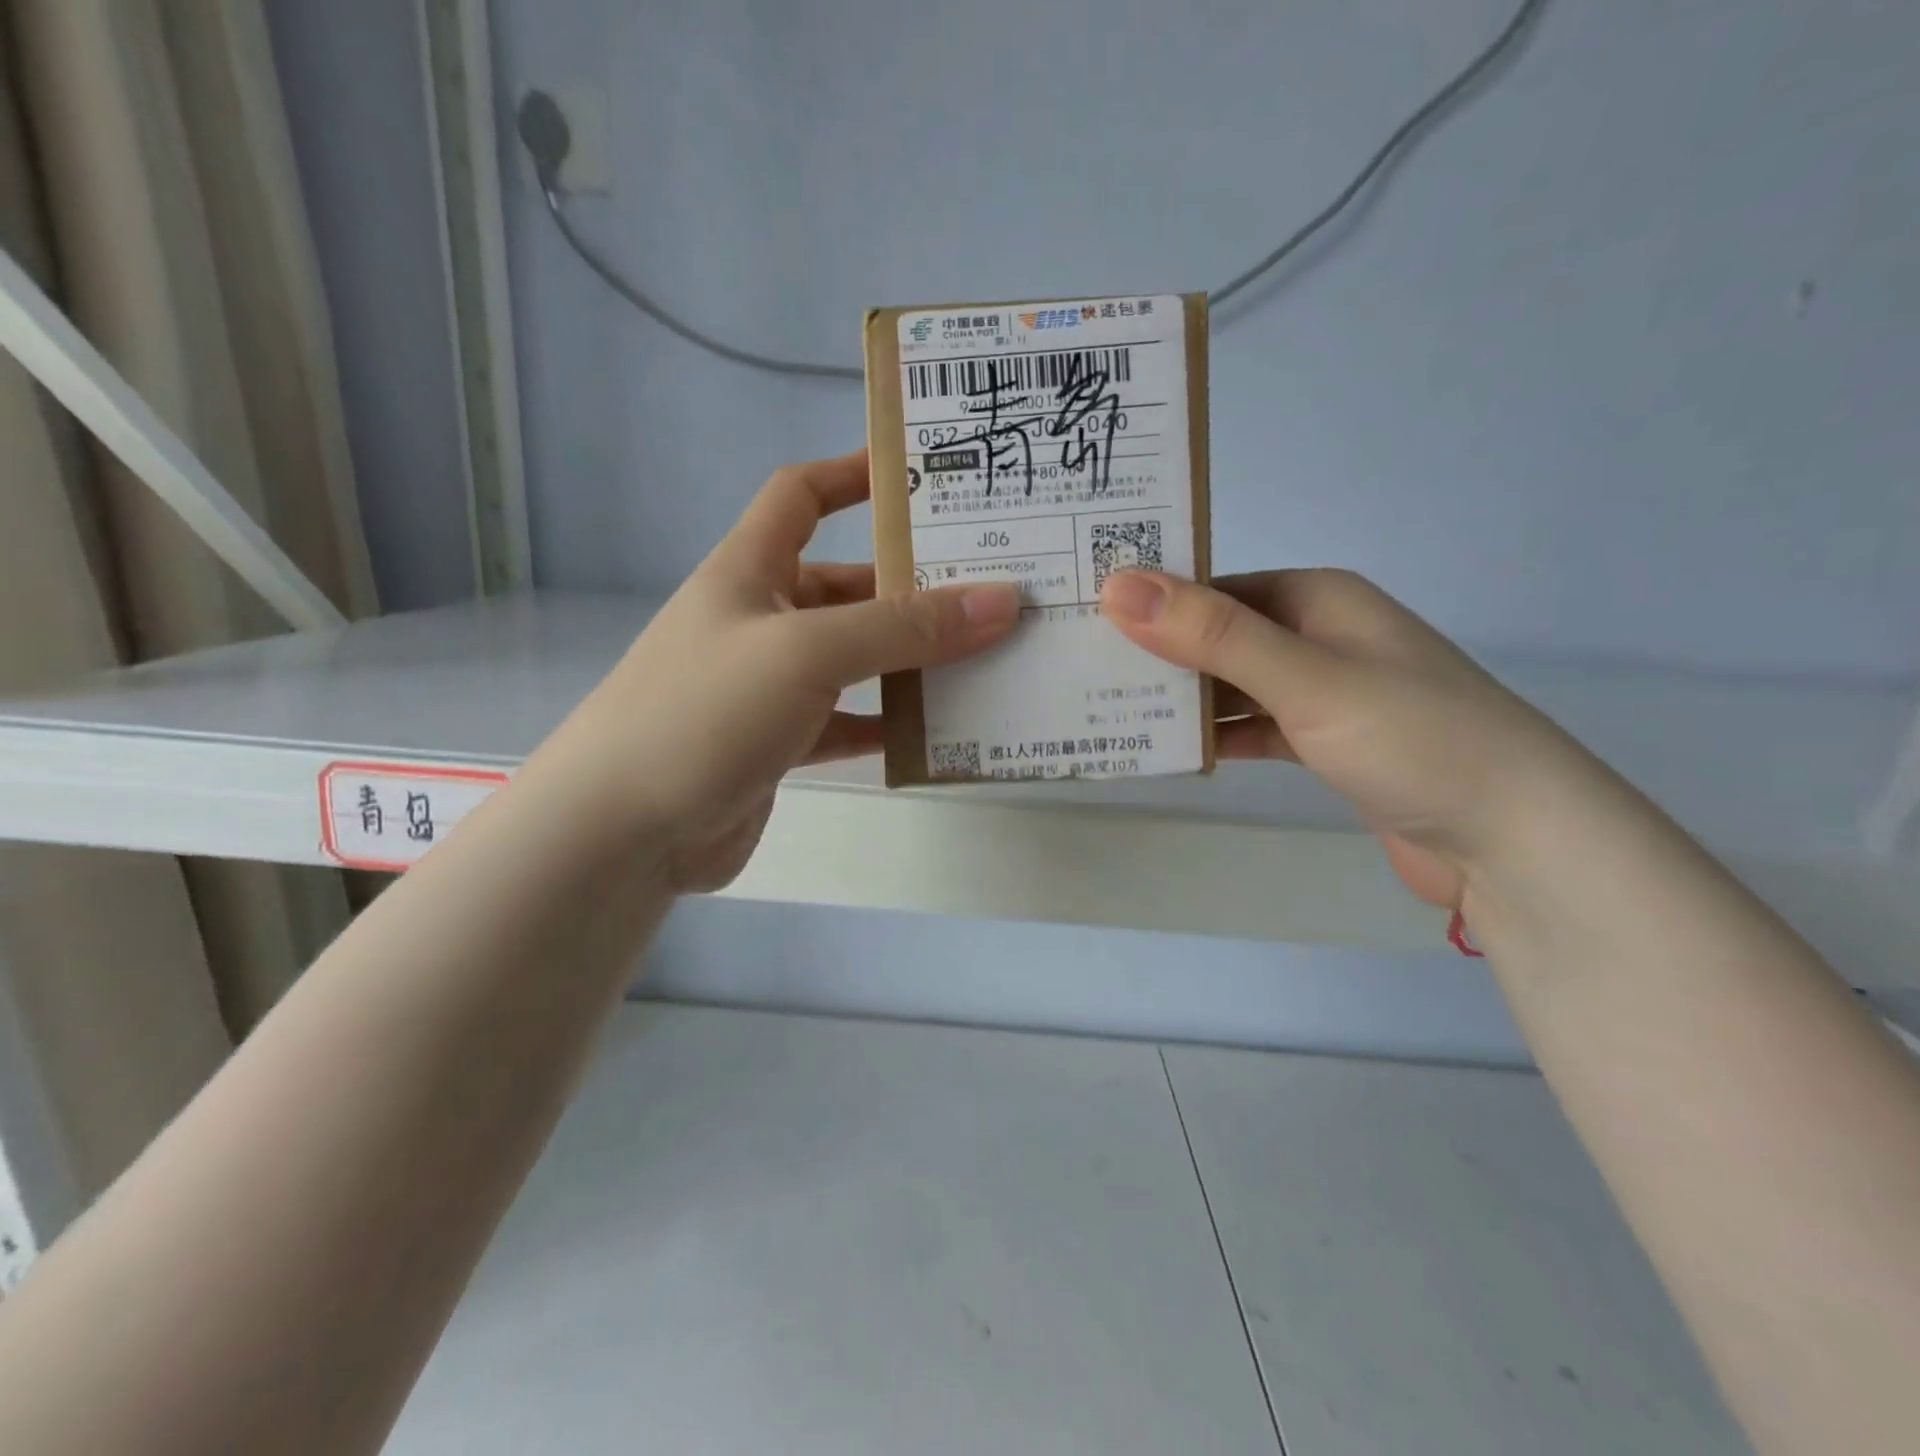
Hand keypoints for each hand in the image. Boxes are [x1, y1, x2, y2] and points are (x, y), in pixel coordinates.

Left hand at [563, 451, 1020, 891]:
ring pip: (854, 659)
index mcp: (750, 570)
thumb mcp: (807, 652)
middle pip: (847, 585)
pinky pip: (847, 721)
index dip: (854, 475)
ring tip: (985, 657)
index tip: (922, 477)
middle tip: (992, 588)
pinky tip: (937, 731)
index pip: (801, 495)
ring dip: (909, 660)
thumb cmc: (704, 712)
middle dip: (911, 585)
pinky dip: (887, 723)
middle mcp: (761, 619)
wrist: (622, 831)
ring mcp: (769, 685)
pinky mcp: (779, 743)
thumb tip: (1003, 600)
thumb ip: (904, 628)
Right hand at [1102, 568, 1596, 909]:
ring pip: (1231, 685)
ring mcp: (1321, 691)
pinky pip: (1252, 727)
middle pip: (1217, 635)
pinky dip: (1216, 737)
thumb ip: (1212, 635)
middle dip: (1156, 652)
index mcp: (1316, 598)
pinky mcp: (1324, 743)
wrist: (1514, 841)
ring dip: (1181, 699)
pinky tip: (1169, 751)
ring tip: (1106, 710)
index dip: (1149, 599)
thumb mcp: (1305, 678)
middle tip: (1078, 669)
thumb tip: (1117, 585)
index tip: (1081, 619)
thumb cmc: (1413, 739)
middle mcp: (1316, 635)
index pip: (1212, 586)